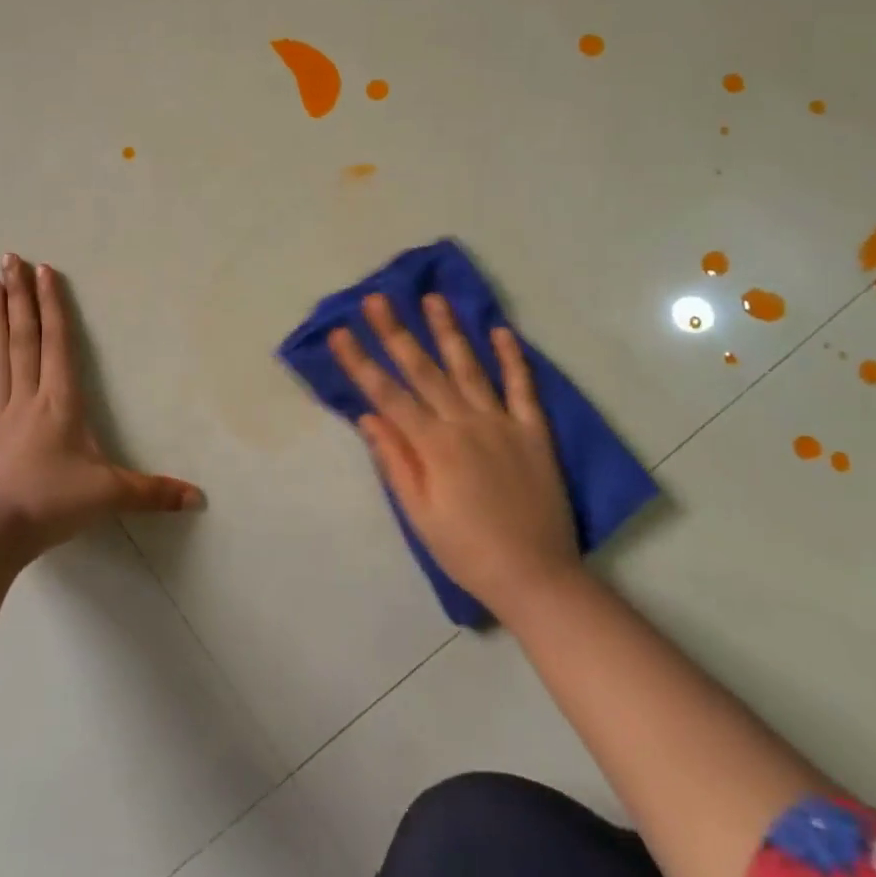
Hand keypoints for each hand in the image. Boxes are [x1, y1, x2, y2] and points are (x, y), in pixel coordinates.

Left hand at [0, 254, 202, 559]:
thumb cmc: (55, 504)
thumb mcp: (111, 495)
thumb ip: (153, 492)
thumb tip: (198, 497)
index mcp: (61, 402)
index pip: (58, 343)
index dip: (53, 305)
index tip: (43, 270)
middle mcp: (28, 399)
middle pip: (24, 339)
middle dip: (20, 298)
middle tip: (9, 259)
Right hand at [328, 293, 580, 611]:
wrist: (537, 578)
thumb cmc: (467, 550)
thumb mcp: (419, 514)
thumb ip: (395, 460)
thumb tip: (368, 415)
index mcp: (434, 445)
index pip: (387, 394)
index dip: (360, 362)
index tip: (339, 332)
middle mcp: (465, 424)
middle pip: (424, 370)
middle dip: (397, 332)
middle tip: (378, 298)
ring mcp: (502, 424)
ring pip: (470, 367)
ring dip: (449, 331)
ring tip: (433, 298)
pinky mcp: (534, 432)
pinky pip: (523, 388)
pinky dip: (512, 358)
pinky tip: (500, 331)